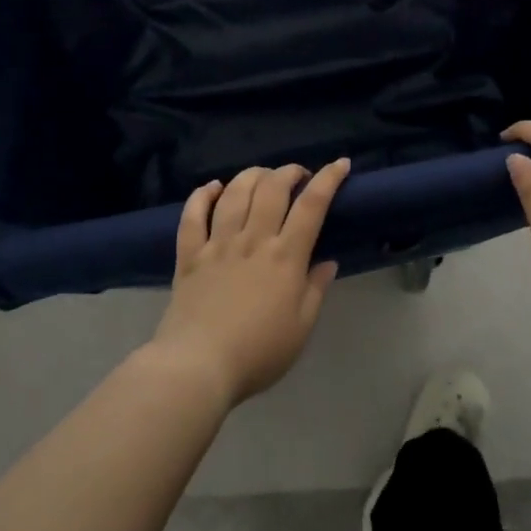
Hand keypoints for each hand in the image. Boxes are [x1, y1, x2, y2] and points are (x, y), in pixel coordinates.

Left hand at [153, 159, 350, 406]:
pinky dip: (202, 195)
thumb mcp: (301, 328)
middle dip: (289, 172)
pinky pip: (193, 215)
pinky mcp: (189, 255)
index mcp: (285, 257)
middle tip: (298, 175)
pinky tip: (212, 187)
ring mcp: (218, 244)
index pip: (311, 206)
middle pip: (272, 189)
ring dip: (251, 176)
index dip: (328, 180)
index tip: (340, 164)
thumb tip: (327, 261)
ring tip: (262, 176)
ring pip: (235, 193)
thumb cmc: (258, 353)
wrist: (199, 365)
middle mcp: (252, 240)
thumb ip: (315, 290)